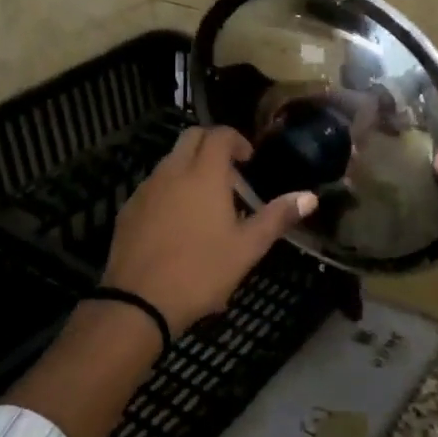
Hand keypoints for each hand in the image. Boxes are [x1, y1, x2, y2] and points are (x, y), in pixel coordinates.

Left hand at [103, 126, 317, 335]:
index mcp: (204, 174)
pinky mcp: (128, 209)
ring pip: (170, 161)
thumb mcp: (247, 248)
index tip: (248, 160)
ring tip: (206, 201)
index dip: (236, 140)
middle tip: (230, 173)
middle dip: (212, 144)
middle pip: (191, 137)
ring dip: (190, 166)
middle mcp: (172, 172)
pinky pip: (153, 185)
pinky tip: (177, 222)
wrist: (138, 302)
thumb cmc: (200, 272)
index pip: (219, 135)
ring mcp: (145, 189)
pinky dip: (169, 188)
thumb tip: (310, 197)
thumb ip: (277, 217)